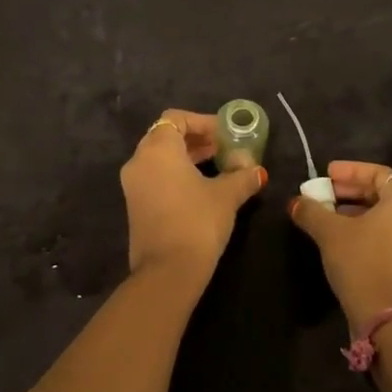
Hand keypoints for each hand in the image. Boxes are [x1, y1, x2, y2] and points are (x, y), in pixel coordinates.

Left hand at [120, 109, 266, 288]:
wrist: (168, 273)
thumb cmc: (197, 221)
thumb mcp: (227, 195)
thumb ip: (242, 176)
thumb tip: (257, 170)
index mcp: (158, 149)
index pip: (176, 118)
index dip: (203, 122)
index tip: (226, 134)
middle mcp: (139, 162)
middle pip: (167, 137)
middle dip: (197, 140)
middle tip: (225, 149)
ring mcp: (133, 186)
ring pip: (161, 159)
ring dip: (189, 158)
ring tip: (219, 168)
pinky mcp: (136, 207)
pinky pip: (156, 177)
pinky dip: (177, 175)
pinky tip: (203, 189)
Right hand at [290, 161, 391, 334]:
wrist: (387, 318)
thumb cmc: (361, 262)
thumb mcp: (330, 232)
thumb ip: (311, 211)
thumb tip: (295, 202)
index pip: (379, 173)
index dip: (351, 170)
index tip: (327, 174)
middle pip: (384, 193)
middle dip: (352, 191)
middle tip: (325, 194)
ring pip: (388, 216)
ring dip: (359, 211)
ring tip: (331, 216)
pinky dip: (370, 230)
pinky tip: (346, 239)